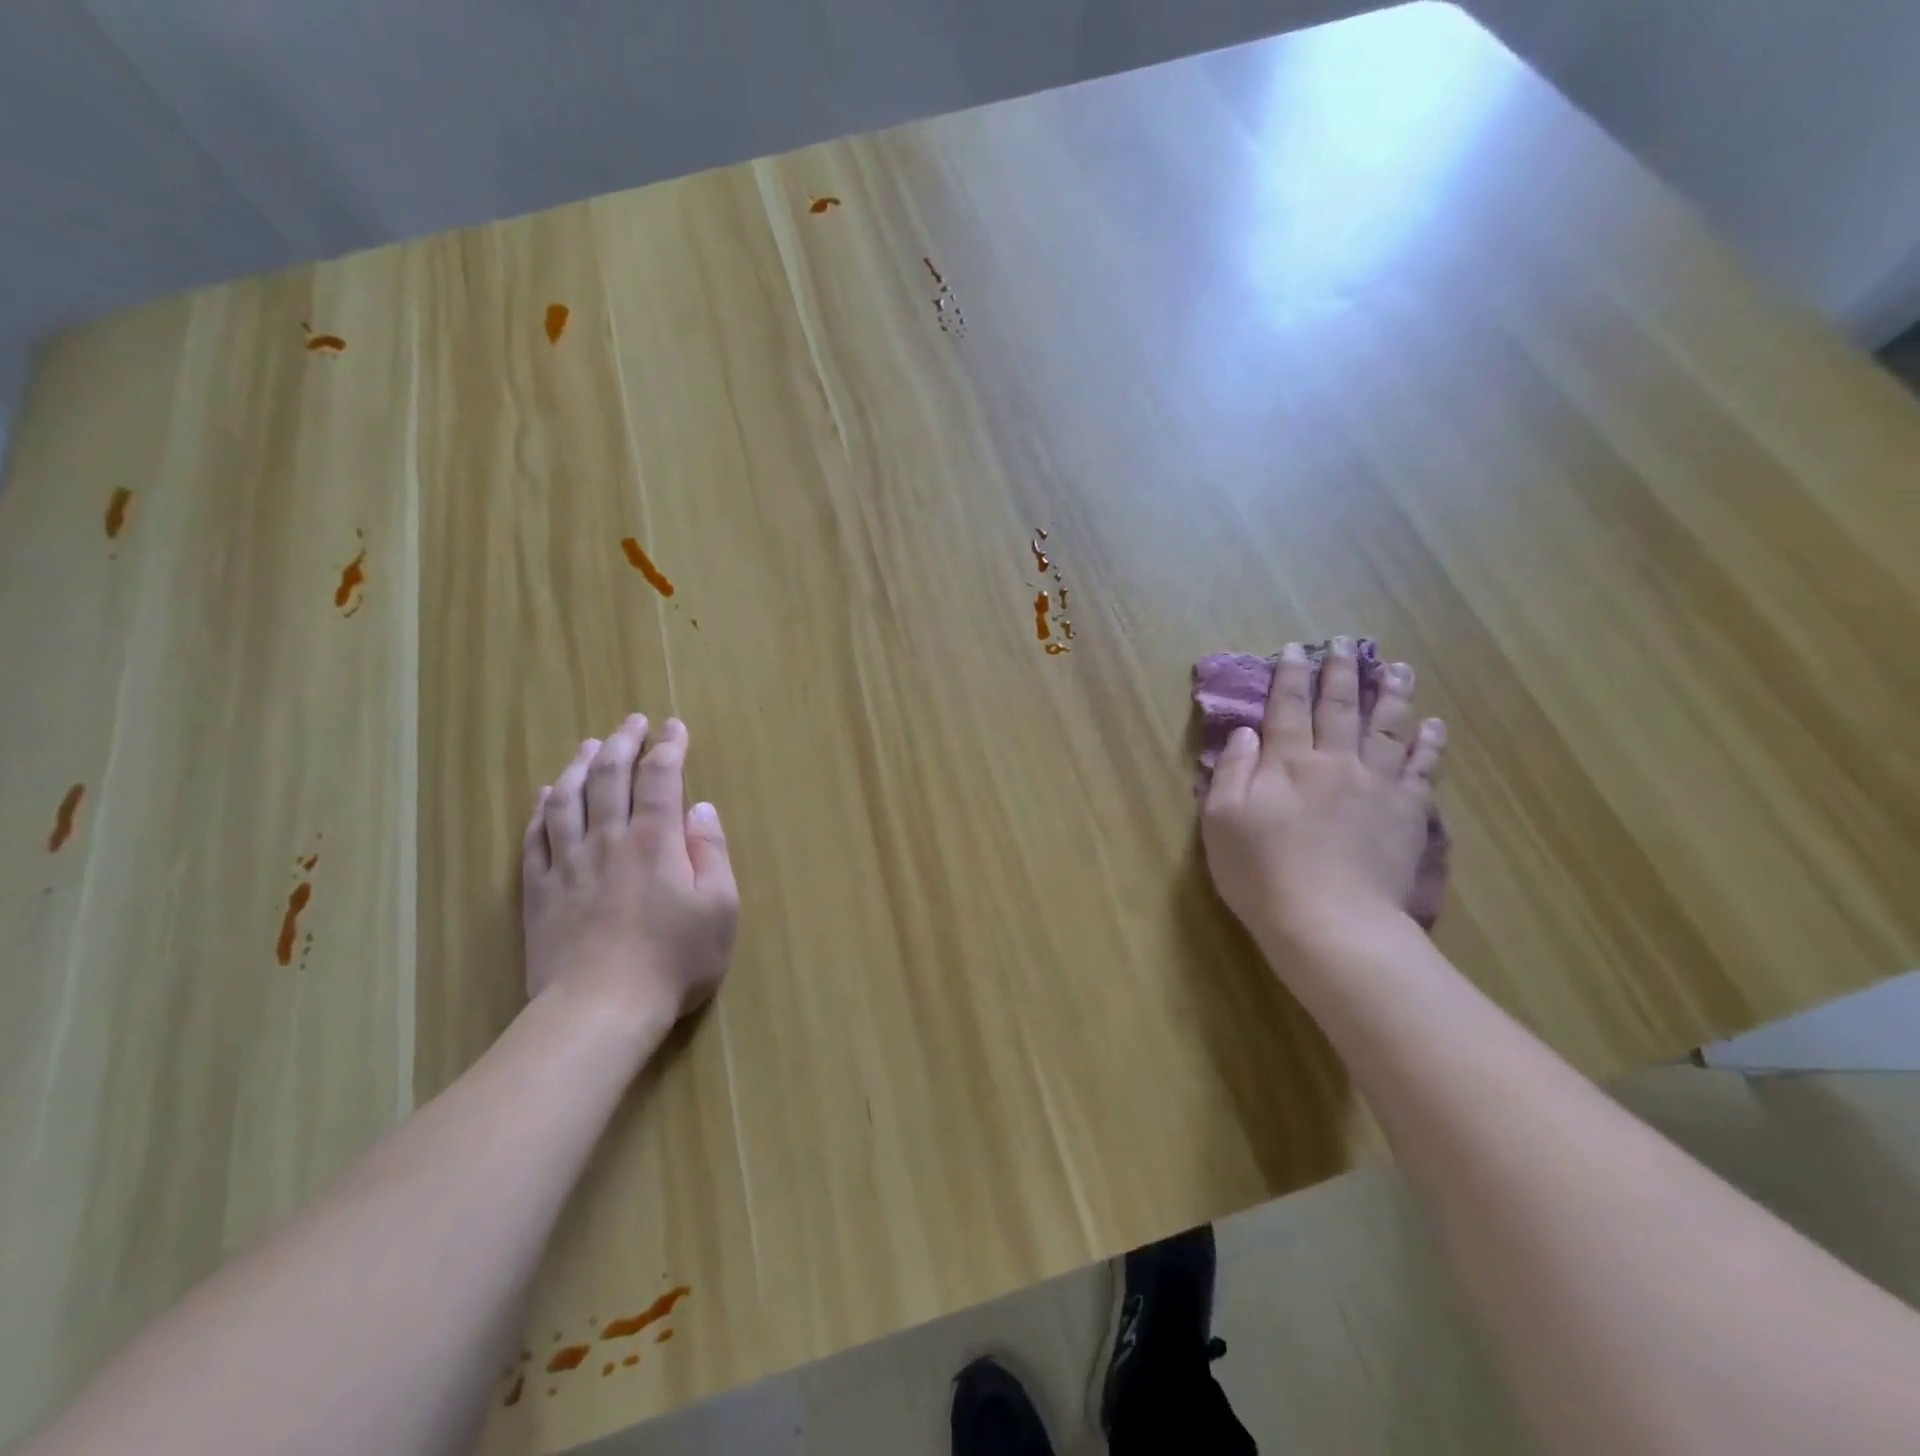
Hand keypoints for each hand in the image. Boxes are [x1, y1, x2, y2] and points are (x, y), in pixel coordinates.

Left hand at [522, 715, 738, 1029]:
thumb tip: (701, 809)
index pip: (661, 777)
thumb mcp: (719, 908)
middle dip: (624, 742)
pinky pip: (536, 837)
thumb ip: (712, 852)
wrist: (600, 1010)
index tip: (675, 727)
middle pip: (610, 776)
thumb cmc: (673, 960)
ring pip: (568, 799)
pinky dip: (542, 809)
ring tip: (590, 745)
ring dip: (581, 765)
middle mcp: (608, 839)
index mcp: (655, 840)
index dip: (669, 747)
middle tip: (633, 722)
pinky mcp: (540, 891)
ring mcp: (568, 864)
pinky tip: (547, 796)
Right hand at [1201, 638, 1445, 951]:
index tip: (1294, 648)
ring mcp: (1375, 784)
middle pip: (1338, 706)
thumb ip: (1232, 771)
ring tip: (1395, 667)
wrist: (1330, 922)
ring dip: (1390, 693)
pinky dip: (1428, 744)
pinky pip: (1421, 768)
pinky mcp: (1407, 812)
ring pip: (1386, 727)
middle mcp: (1333, 761)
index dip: (1289, 676)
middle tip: (1345, 642)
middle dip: (1339, 671)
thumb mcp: (1221, 821)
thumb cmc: (1261, 873)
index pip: (1286, 707)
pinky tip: (1434, 725)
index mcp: (1286, 762)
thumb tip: (1246, 733)